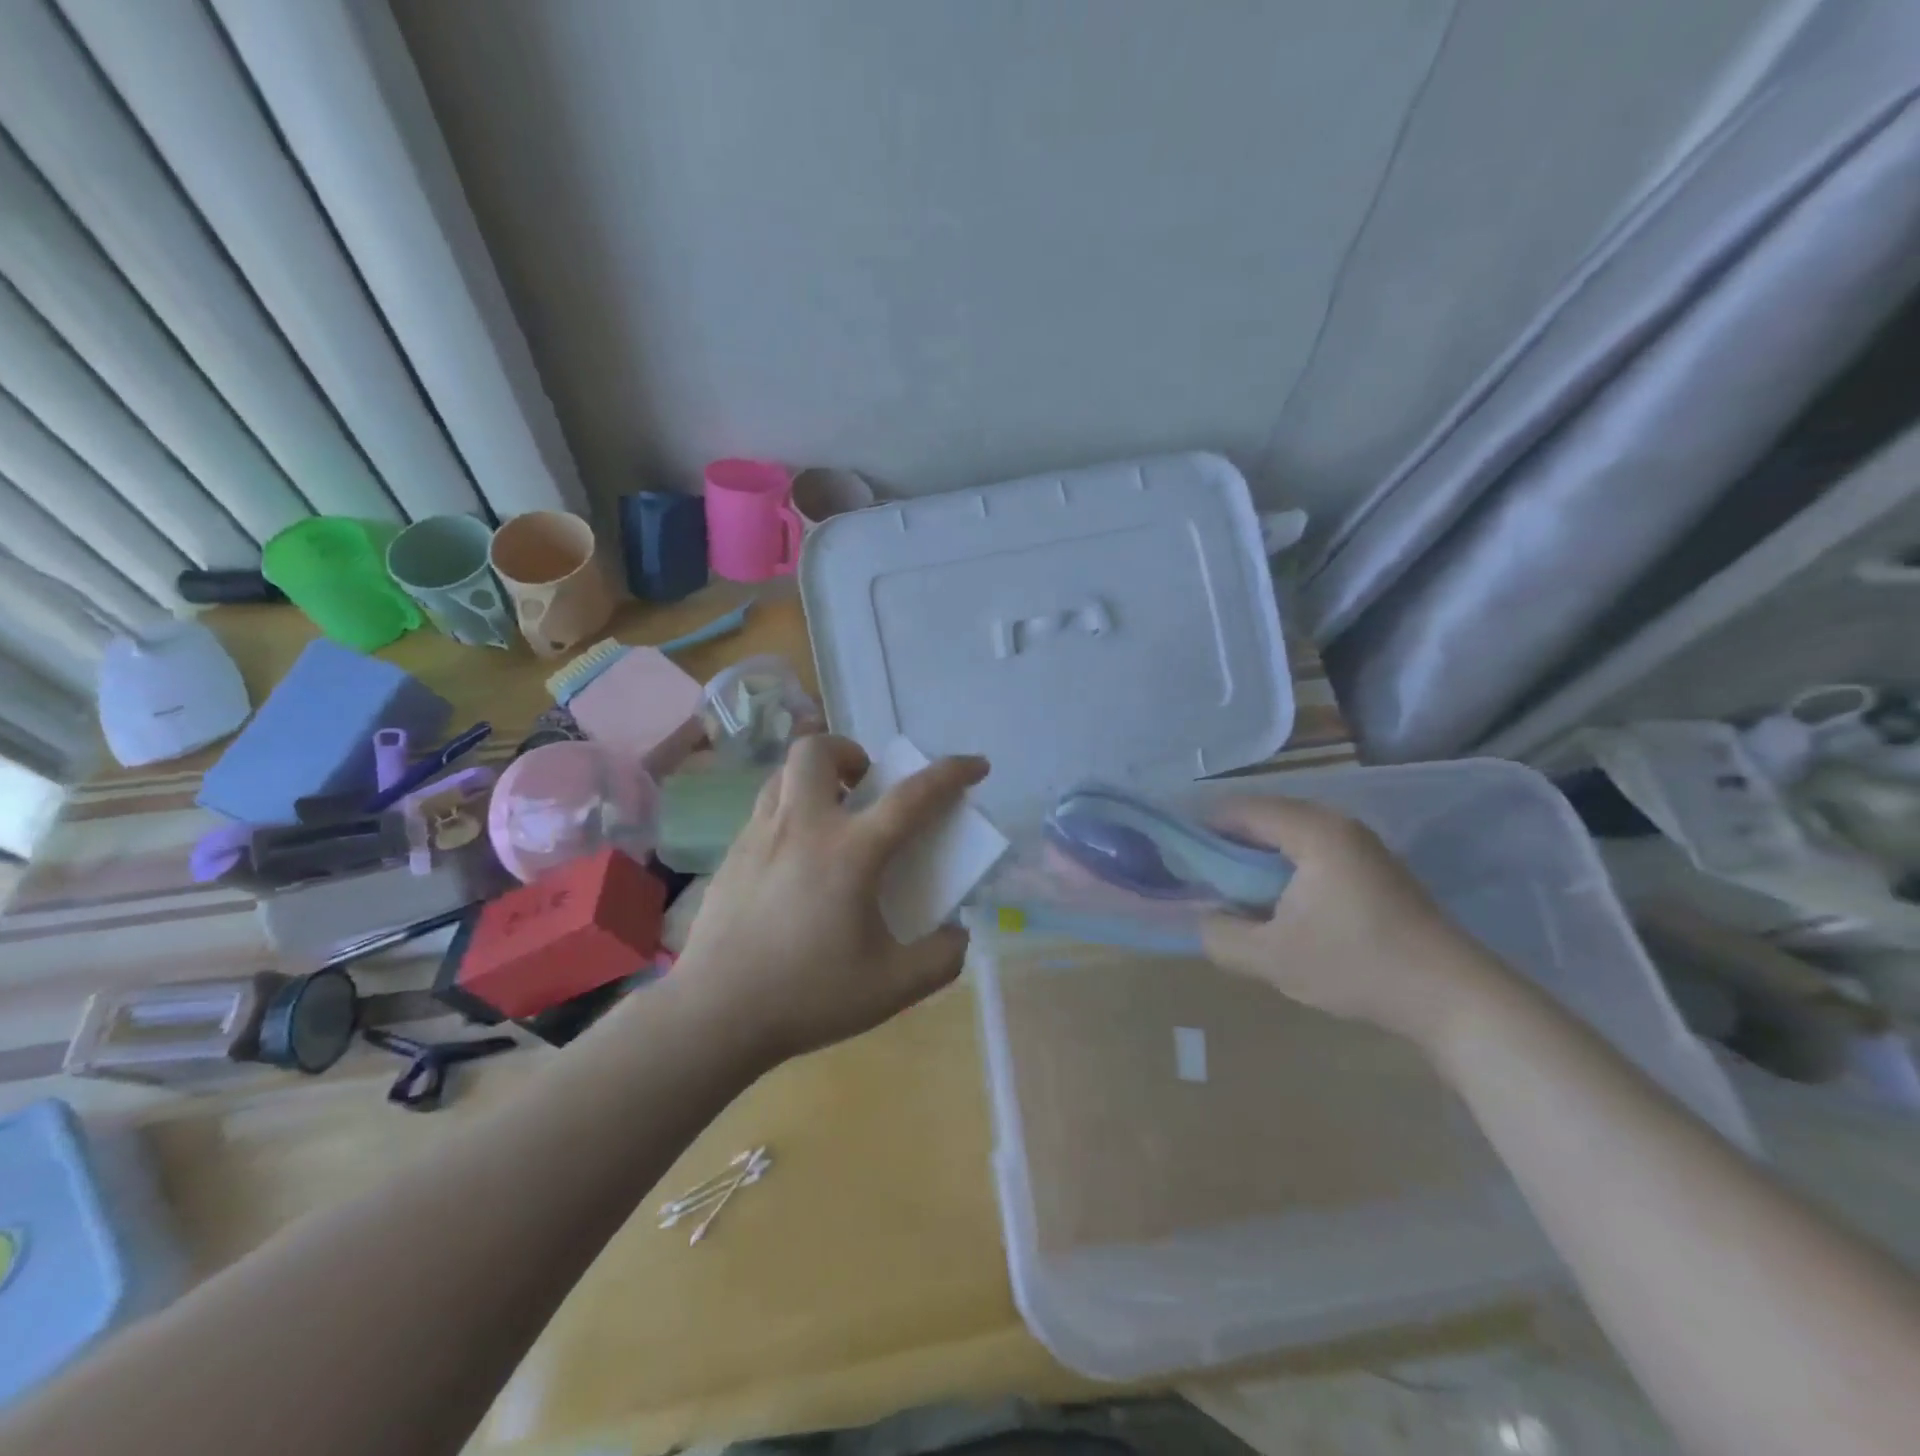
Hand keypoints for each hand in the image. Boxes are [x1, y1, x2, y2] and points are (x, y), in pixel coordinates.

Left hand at [670, 735, 989, 1067]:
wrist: (714, 1015)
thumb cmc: (808, 996)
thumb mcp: (893, 987)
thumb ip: (941, 959)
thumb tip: (958, 934)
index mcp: (851, 852)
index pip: (913, 796)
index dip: (952, 773)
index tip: (976, 765)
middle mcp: (803, 827)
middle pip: (818, 750)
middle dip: (850, 752)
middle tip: (865, 787)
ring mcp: (759, 837)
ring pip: (783, 773)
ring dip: (815, 778)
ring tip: (831, 816)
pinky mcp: (731, 856)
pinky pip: (764, 809)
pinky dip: (789, 811)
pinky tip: (795, 859)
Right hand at [1198, 796, 1509, 1046]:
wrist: (1454, 998)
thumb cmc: (1356, 965)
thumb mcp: (1271, 957)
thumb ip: (1220, 934)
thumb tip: (1203, 917)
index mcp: (1312, 831)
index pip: (1240, 810)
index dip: (1202, 829)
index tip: (1176, 856)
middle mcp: (1338, 825)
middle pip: (1265, 819)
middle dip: (1228, 846)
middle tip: (1200, 879)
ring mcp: (1362, 846)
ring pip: (1290, 837)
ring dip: (1257, 860)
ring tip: (1233, 894)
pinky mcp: (1375, 870)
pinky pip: (1313, 853)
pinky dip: (1285, 870)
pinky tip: (1278, 906)